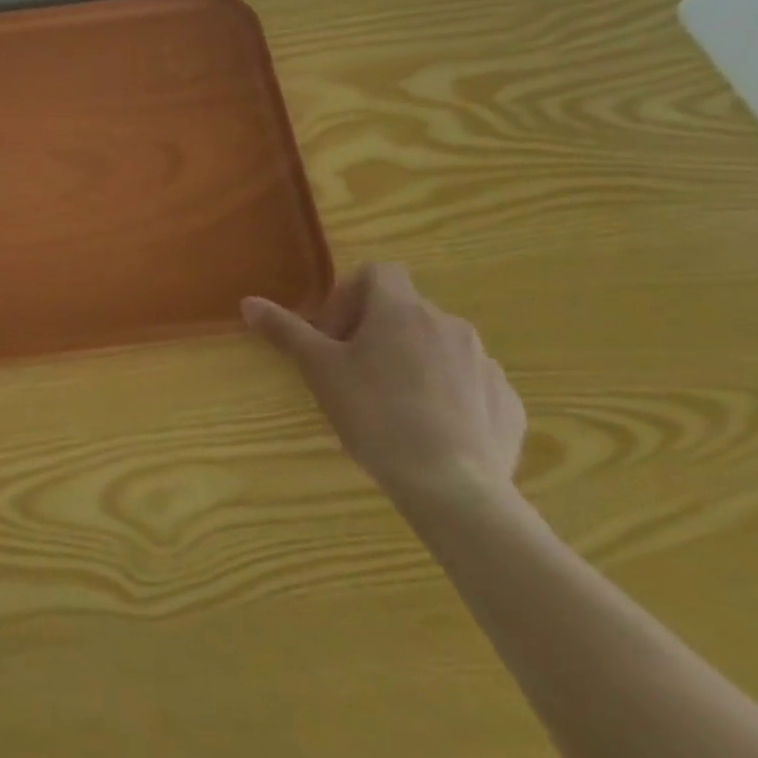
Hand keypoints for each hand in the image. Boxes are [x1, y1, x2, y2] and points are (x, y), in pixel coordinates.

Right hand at [243, 263, 525, 511]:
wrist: (452, 486)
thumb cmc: (374, 414)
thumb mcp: (318, 369)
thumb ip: (285, 330)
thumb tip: (249, 302)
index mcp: (401, 310)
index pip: (377, 272)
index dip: (349, 294)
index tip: (332, 333)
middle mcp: (449, 324)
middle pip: (405, 311)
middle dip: (375, 332)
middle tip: (350, 371)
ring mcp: (484, 364)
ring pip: (438, 347)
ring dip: (411, 361)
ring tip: (390, 404)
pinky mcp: (508, 402)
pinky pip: (469, 384)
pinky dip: (447, 394)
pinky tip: (429, 429)